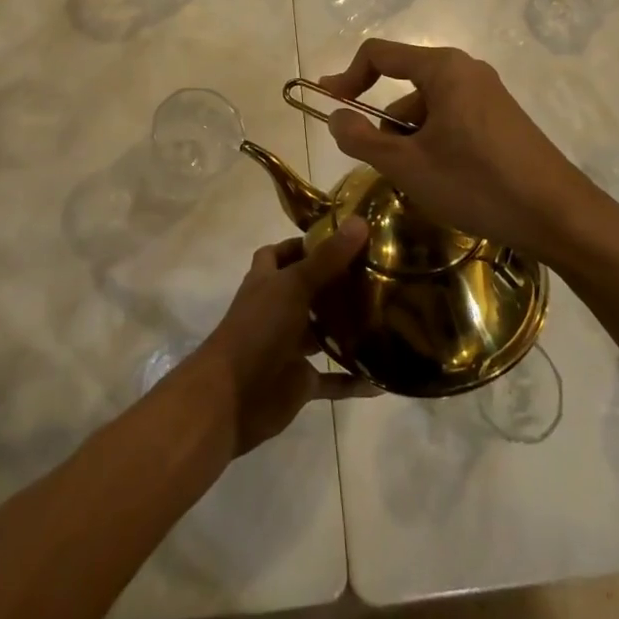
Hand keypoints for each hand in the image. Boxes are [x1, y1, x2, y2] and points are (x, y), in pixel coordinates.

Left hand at [183, 220, 374, 455]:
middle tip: (375, 275)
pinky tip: (380, 378)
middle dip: (334, 284)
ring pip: (320, 334)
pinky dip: (352, 380)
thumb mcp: (294, 286)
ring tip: (386, 317)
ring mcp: (287, 347)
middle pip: (306, 291)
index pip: (280, 253)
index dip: (304, 244)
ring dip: (346, 329)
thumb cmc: (259, 329)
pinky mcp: (299, 382)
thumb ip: (328, 258)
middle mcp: (276, 310)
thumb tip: (361, 221)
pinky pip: (331, 381)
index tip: (341, 238)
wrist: (233, 397)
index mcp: (267, 281)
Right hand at [316, 39, 616, 262]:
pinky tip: (446, 182)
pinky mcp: (503, 120)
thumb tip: (335, 117)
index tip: (330, 106)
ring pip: (429, 109)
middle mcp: (466, 71)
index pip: (378, 54)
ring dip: (411, 140)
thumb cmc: (476, 182)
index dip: (347, 77)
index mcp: (443, 68)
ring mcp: (489, 95)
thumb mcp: (407, 165)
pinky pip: (453, 121)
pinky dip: (436, 144)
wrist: (560, 217)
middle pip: (404, 85)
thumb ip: (361, 138)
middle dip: (386, 123)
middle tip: (383, 164)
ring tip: (420, 183)